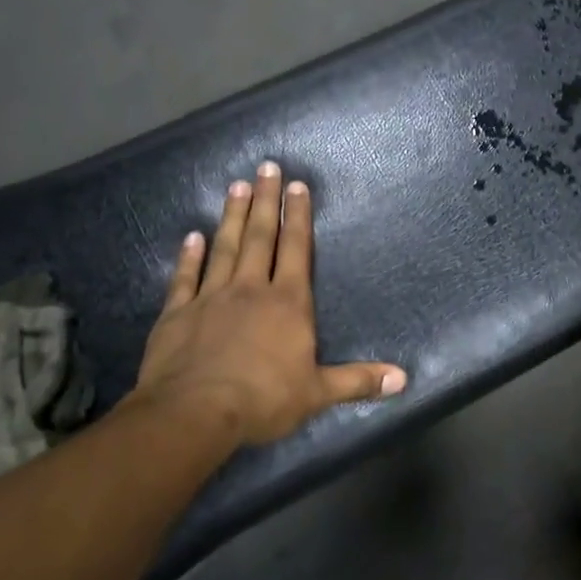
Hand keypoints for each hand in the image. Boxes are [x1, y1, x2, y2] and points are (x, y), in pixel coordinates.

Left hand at [131, 162, 406, 446]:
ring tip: (235, 186)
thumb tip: (403, 378)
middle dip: (264, 201)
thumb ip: (358, 381)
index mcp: (287, 303)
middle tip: (264, 167)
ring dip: (230, 216)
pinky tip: (191, 236)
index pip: (296, 250)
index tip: (296, 185)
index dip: (298, 217)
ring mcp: (210, 298)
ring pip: (224, 248)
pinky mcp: (177, 314)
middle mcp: (250, 290)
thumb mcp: (318, 393)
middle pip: (259, 237)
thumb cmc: (263, 400)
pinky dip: (188, 256)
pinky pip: (185, 277)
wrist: (194, 412)